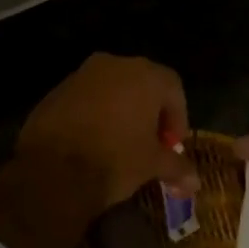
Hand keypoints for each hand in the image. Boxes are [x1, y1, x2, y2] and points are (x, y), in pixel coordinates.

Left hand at [17, 54, 197, 213]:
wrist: (53, 170)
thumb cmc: (115, 159)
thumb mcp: (152, 165)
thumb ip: (177, 168)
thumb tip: (195, 183)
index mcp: (145, 75)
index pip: (174, 88)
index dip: (178, 118)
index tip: (172, 145)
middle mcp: (114, 64)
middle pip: (142, 84)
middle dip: (150, 113)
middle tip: (150, 144)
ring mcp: (81, 75)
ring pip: (111, 90)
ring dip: (120, 112)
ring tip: (120, 145)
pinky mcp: (56, 91)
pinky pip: (85, 99)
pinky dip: (94, 115)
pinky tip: (92, 143)